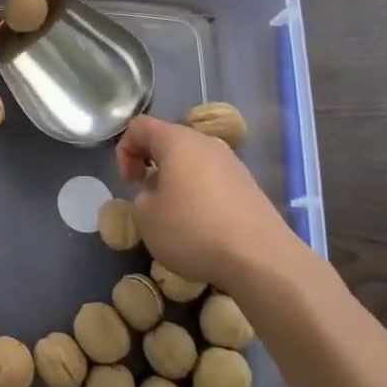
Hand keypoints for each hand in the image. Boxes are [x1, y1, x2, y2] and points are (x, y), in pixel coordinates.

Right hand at [115, 115, 302, 289]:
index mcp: (177, 140)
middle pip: (169, 141)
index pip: (139, 126)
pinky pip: (213, 181)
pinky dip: (199, 195)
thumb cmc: (193, 230)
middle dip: (151, 165)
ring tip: (174, 215)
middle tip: (147, 197)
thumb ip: (140, 196)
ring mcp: (232, 164)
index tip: (129, 184)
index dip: (124, 151)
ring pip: (192, 162)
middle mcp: (206, 143)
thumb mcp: (145, 216)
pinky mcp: (249, 187)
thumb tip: (157, 192)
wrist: (261, 259)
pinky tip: (201, 227)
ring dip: (176, 181)